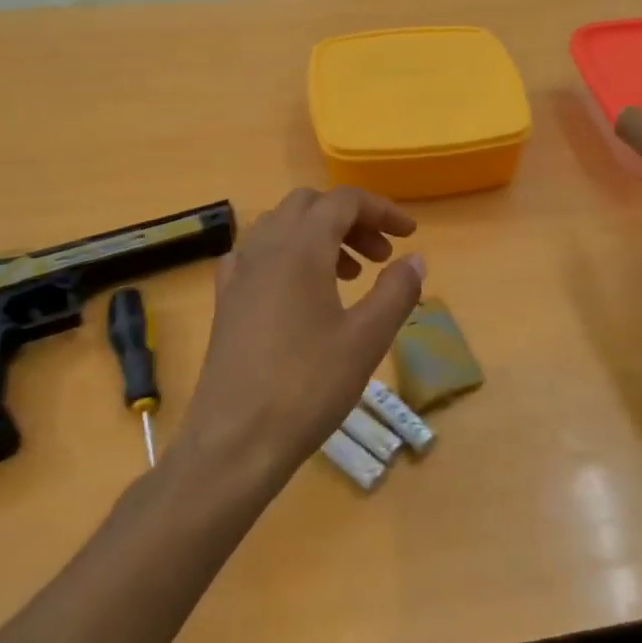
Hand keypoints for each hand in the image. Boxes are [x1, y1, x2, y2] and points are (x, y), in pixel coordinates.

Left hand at [178, 187, 425, 486]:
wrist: (235, 441)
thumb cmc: (308, 386)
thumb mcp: (366, 339)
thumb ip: (397, 291)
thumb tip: (416, 259)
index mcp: (300, 248)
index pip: (343, 201)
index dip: (381, 210)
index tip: (409, 234)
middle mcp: (264, 248)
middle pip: (310, 206)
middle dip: (350, 220)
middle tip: (380, 256)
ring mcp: (238, 274)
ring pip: (281, 227)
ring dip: (320, 236)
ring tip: (350, 276)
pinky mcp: (225, 301)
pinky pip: (258, 255)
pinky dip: (288, 256)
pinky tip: (302, 292)